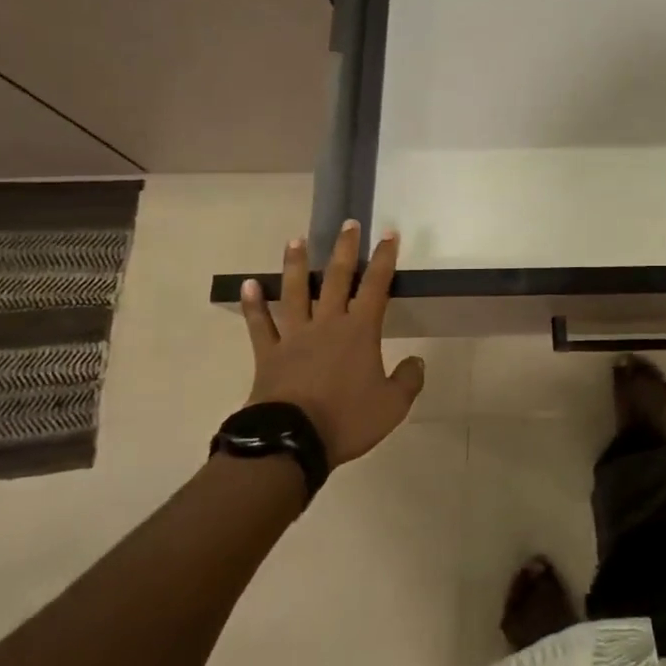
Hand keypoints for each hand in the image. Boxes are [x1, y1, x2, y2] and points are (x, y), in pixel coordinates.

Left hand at [239, 220, 424, 470]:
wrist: (292, 441)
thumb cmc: (347, 420)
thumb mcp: (392, 405)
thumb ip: (408, 380)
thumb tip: (417, 361)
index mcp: (360, 331)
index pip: (376, 286)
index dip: (384, 258)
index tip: (388, 234)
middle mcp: (327, 324)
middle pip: (337, 279)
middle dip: (345, 249)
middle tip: (348, 224)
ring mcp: (295, 337)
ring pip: (295, 293)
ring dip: (296, 265)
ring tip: (295, 241)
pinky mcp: (269, 354)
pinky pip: (260, 325)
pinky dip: (253, 306)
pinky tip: (248, 286)